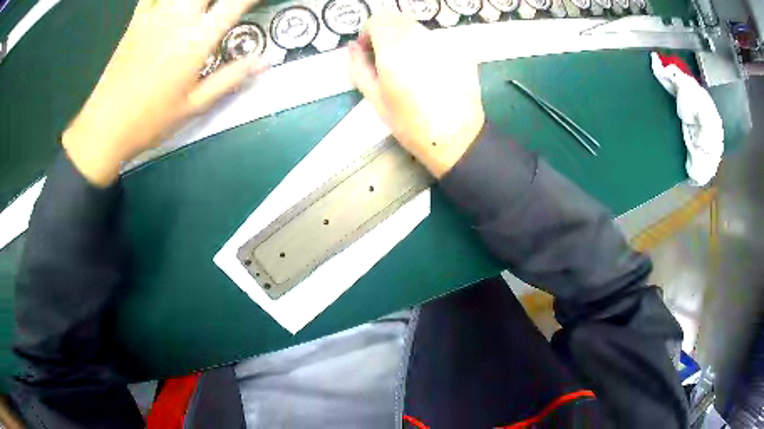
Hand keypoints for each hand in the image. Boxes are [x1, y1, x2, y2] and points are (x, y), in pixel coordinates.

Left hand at [63, 0, 264, 186]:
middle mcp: (179, 19)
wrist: (106, 127)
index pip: (237, 2)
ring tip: (199, 5)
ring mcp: (155, 15)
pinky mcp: (136, 20)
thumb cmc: (150, 120)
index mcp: (197, 40)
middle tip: (224, 4)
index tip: (258, 0)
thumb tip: (264, 61)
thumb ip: (231, 78)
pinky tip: (170, 2)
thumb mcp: (195, 105)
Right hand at [348, 11, 484, 178]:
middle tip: (388, 58)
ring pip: (418, 28)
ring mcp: (445, 43)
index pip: (378, 19)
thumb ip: (359, 67)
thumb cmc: (410, 124)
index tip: (369, 49)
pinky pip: (437, 39)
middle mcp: (421, 40)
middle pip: (398, 19)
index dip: (369, 31)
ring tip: (411, 67)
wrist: (456, 138)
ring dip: (408, 39)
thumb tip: (353, 46)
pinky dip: (428, 47)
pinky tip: (432, 71)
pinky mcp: (462, 49)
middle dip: (388, 33)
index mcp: (395, 51)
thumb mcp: (375, 99)